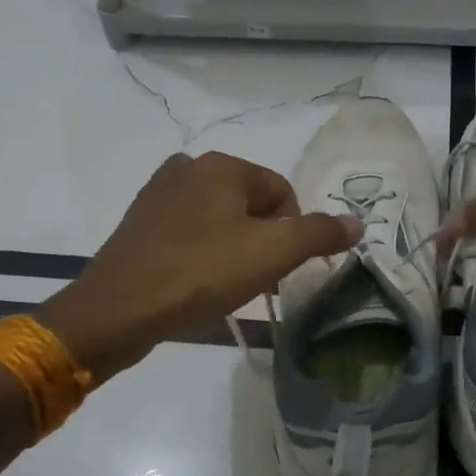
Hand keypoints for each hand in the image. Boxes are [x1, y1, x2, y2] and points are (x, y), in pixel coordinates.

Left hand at [41, 151, 358, 381]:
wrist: (118, 310)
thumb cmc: (201, 274)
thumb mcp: (272, 253)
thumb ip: (319, 233)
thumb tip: (357, 221)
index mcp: (221, 165)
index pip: (281, 192)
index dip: (291, 233)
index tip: (277, 269)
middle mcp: (187, 167)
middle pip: (250, 204)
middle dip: (261, 241)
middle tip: (254, 280)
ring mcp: (157, 193)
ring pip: (219, 219)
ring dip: (233, 249)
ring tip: (225, 285)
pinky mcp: (139, 222)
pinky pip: (188, 232)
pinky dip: (202, 254)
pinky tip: (195, 283)